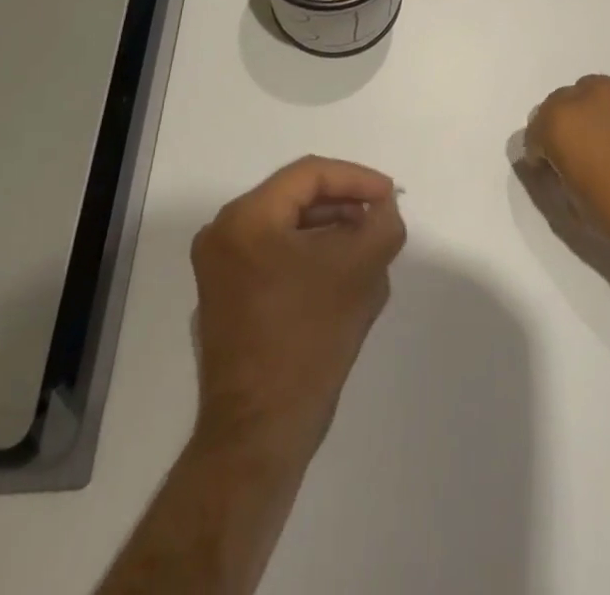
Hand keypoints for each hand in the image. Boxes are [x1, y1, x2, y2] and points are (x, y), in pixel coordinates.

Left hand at [190, 157, 405, 456]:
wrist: (259, 434)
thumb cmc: (308, 340)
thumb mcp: (361, 271)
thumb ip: (382, 223)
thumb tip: (382, 206)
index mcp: (246, 219)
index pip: (310, 174)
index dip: (357, 179)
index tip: (390, 197)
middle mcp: (223, 235)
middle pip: (296, 198)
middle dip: (345, 206)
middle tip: (381, 219)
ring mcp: (219, 270)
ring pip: (288, 228)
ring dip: (331, 232)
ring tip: (369, 248)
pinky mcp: (226, 299)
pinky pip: (275, 256)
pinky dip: (310, 256)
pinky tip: (342, 277)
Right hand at [522, 74, 609, 275]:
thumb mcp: (577, 206)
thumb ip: (559, 176)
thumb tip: (561, 166)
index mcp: (560, 122)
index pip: (535, 132)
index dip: (541, 156)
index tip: (553, 174)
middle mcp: (587, 94)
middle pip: (560, 105)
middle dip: (562, 129)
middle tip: (579, 160)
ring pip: (592, 95)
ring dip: (591, 116)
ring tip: (609, 147)